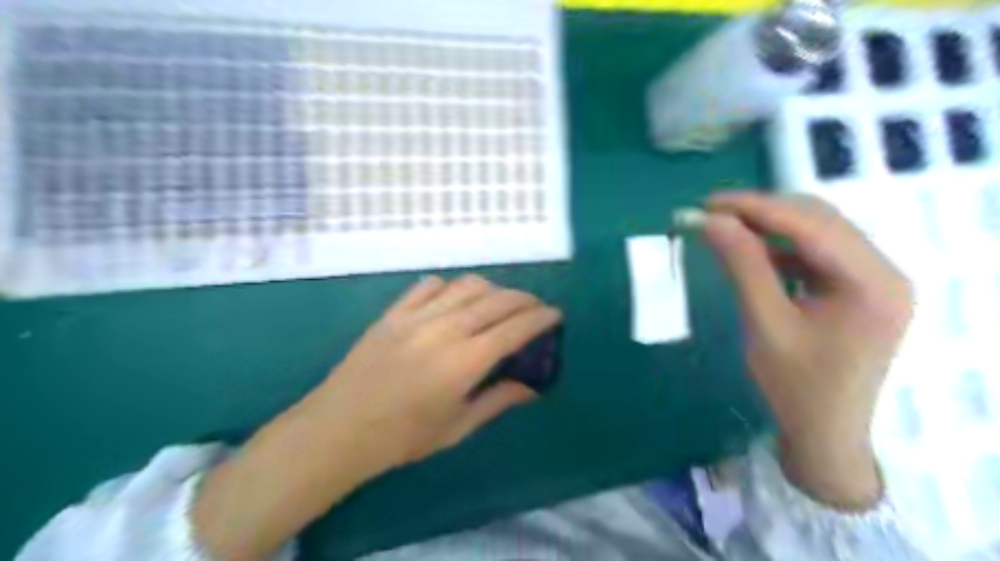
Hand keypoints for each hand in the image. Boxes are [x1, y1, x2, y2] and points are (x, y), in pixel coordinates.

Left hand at [301, 273, 560, 469]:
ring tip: (499, 303)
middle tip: (535, 308)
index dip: (541, 318)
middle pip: (497, 300)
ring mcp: (417, 316)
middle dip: (524, 299)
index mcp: (465, 362)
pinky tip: (455, 300)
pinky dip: (451, 287)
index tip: (555, 315)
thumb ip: (498, 400)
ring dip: (492, 290)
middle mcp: (446, 330)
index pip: (516, 328)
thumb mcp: (457, 427)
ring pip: (467, 286)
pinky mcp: (394, 312)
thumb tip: (531, 387)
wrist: (339, 428)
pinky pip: (430, 285)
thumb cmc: (403, 437)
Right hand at [702, 190, 910, 510]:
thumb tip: (712, 221)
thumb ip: (743, 266)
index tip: (709, 203)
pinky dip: (780, 247)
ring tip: (726, 229)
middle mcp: (884, 272)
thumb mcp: (765, 324)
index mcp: (872, 283)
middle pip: (820, 221)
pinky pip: (816, 253)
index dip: (757, 208)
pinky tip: (752, 254)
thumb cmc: (795, 386)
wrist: (824, 433)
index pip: (812, 225)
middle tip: (712, 214)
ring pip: (817, 232)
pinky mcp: (857, 288)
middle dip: (763, 212)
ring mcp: (873, 279)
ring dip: (770, 227)